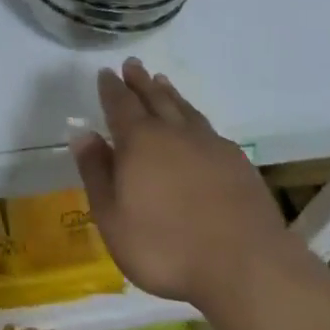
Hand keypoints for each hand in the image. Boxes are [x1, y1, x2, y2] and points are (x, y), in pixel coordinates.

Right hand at [72, 60, 291, 310]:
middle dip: (140, 81)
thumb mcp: (113, 218)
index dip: (111, 88)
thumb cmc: (166, 247)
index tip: (106, 72)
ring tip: (161, 81)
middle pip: (154, 98)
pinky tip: (198, 126)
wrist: (245, 266)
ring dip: (170, 93)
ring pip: (184, 109)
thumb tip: (83, 134)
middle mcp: (174, 132)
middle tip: (133, 64)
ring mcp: (209, 144)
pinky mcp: (237, 162)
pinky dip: (196, 118)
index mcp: (140, 141)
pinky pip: (209, 128)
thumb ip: (96, 172)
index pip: (120, 104)